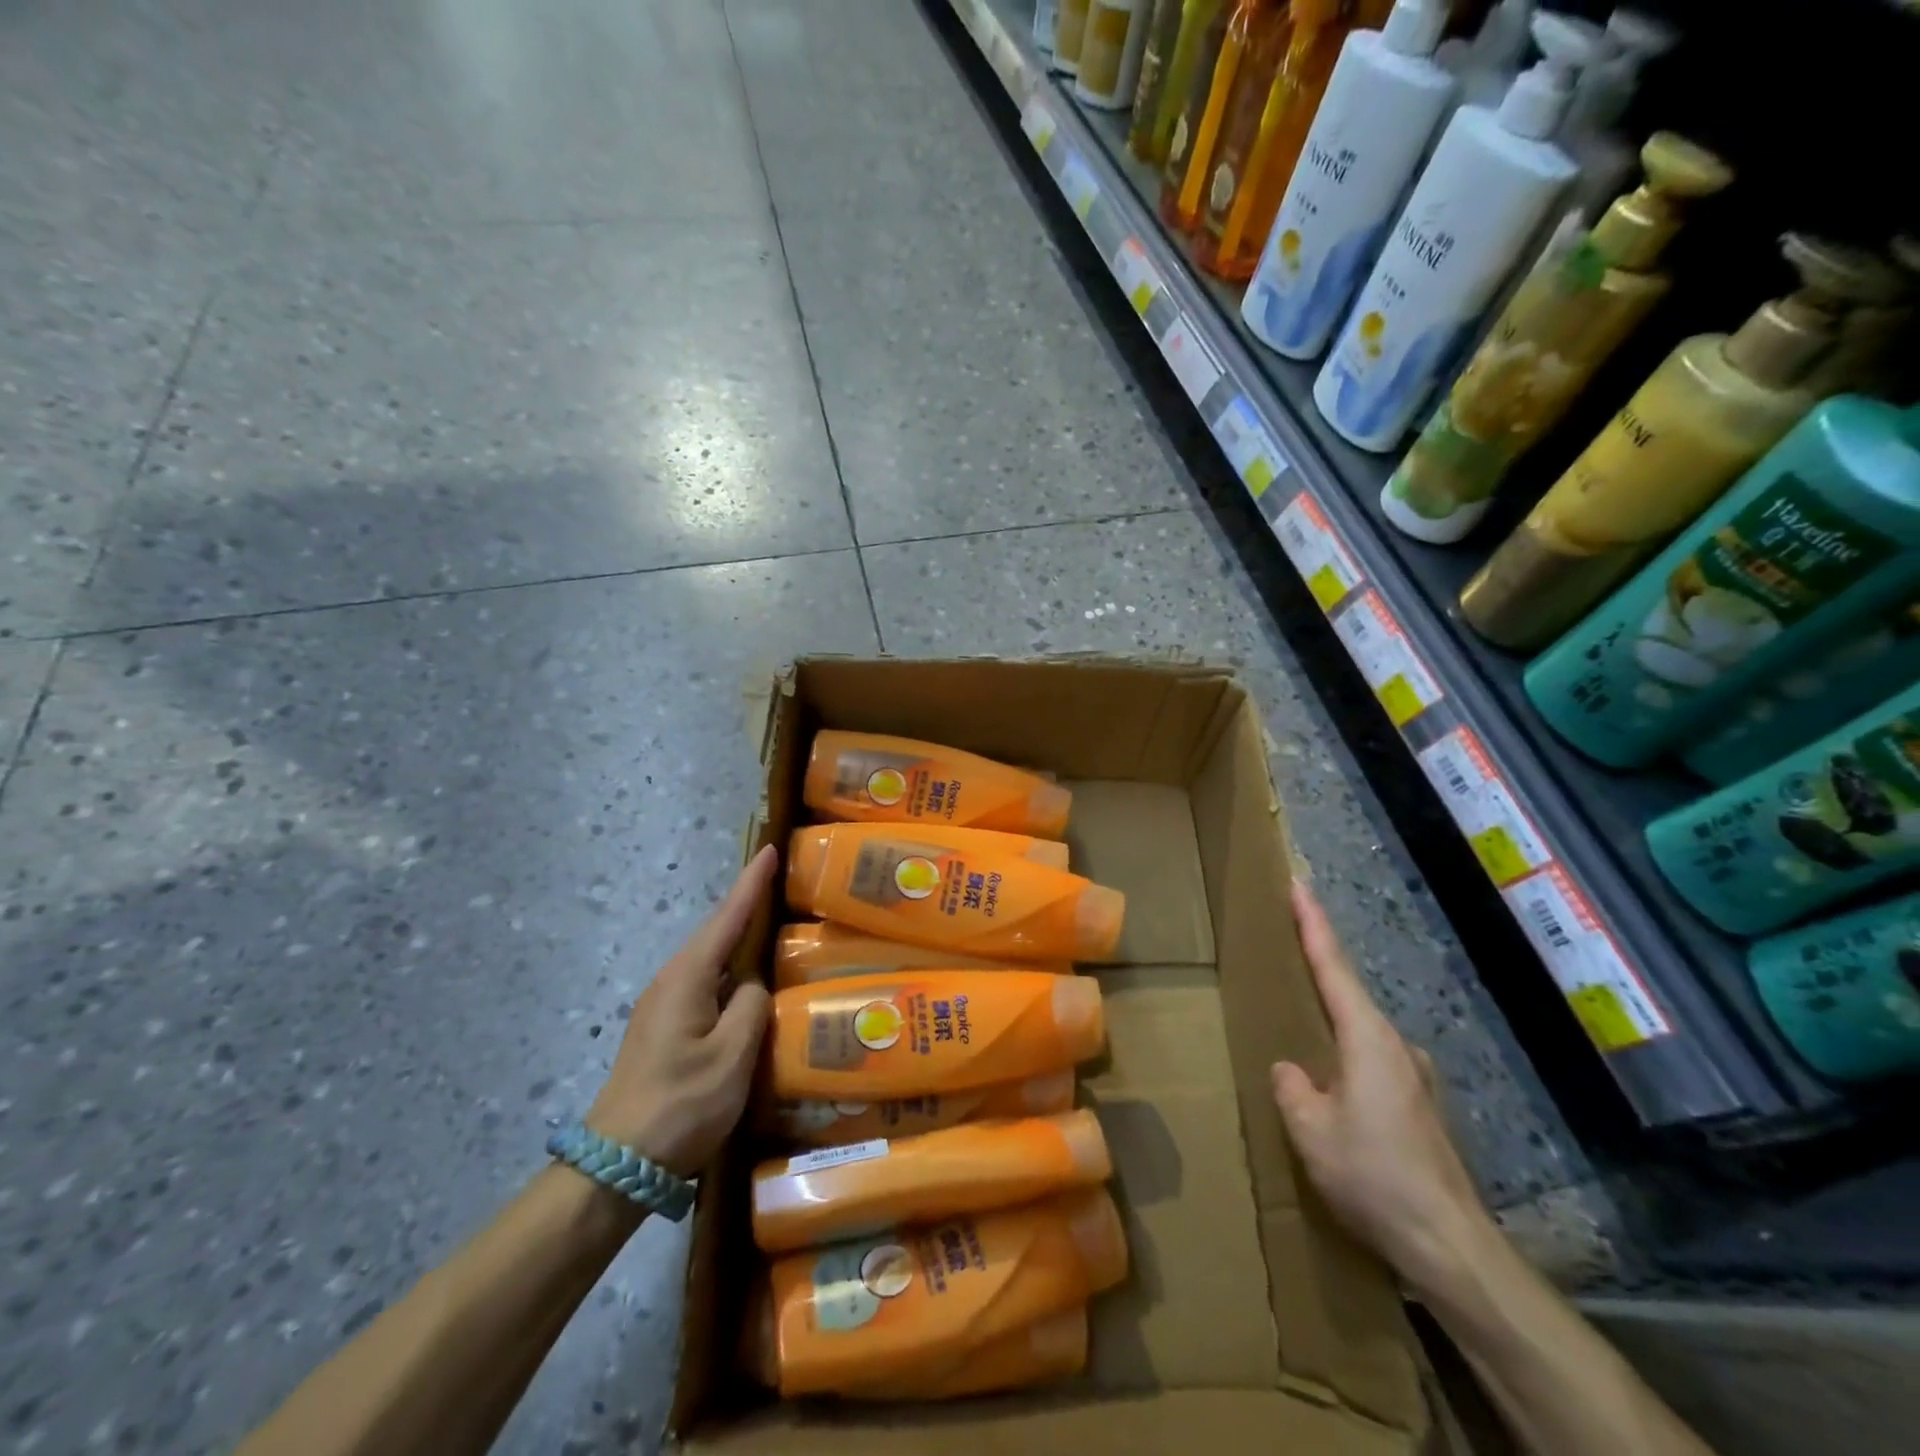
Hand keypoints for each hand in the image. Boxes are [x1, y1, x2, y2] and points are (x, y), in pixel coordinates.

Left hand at [586, 846, 775, 1178]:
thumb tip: (753, 986)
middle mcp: (670, 982)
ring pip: (709, 962)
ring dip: (738, 942)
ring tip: (771, 929)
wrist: (618, 1165)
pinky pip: (704, 987)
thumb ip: (752, 1007)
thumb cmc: (681, 1104)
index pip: (726, 918)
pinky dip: (729, 975)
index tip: (769, 849)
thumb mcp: (732, 1055)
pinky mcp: (662, 1031)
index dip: (751, 883)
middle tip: (779, 884)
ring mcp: (662, 1007)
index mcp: (687, 978)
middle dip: (745, 906)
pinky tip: (747, 987)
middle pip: (715, 934)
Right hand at [1270, 880, 1490, 1294]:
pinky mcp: (1418, 1107)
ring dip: (1331, 1021)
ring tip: (1299, 1024)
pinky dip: (1346, 1056)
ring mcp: (1413, 1077)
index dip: (1313, 924)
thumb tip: (1292, 1071)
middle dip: (1318, 967)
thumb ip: (1292, 1088)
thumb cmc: (1374, 1176)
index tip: (1299, 885)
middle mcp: (1395, 1047)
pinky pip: (1370, 1062)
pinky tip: (1331, 1086)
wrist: (1449, 1245)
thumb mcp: (1311, 1130)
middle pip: (1349, 993)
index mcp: (1367, 1039)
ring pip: (1360, 1033)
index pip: (1334, 967)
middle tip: (1288, 943)